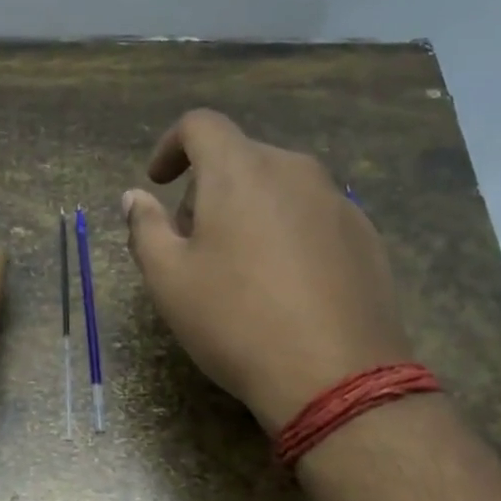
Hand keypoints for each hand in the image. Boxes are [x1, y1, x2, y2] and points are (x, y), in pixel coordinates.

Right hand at [123, 110, 412, 431]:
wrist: (334, 375)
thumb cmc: (235, 321)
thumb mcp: (169, 280)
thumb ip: (146, 228)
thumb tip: (135, 198)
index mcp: (240, 171)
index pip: (201, 125)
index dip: (170, 146)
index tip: (157, 181)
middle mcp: (294, 170)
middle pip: (241, 158)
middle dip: (207, 188)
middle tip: (191, 241)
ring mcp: (336, 201)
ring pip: (279, 187)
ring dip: (248, 209)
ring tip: (238, 266)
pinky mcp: (365, 235)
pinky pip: (311, 215)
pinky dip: (286, 230)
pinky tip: (283, 284)